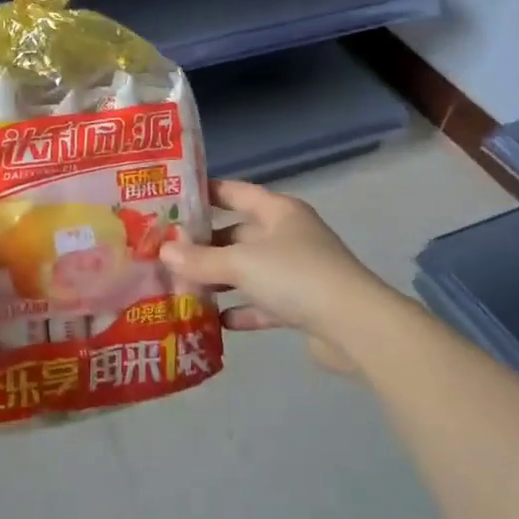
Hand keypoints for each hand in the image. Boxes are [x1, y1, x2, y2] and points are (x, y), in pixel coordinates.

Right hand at [160, 179, 378, 345]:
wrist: (355, 327)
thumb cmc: (295, 276)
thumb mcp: (241, 263)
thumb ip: (201, 259)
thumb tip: (164, 252)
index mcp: (279, 211)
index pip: (236, 192)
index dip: (207, 192)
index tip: (174, 198)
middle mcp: (288, 235)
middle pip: (238, 234)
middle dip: (205, 245)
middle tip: (167, 253)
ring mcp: (297, 271)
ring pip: (249, 270)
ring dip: (220, 279)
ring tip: (181, 287)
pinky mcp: (302, 305)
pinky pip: (263, 303)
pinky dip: (241, 309)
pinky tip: (215, 320)